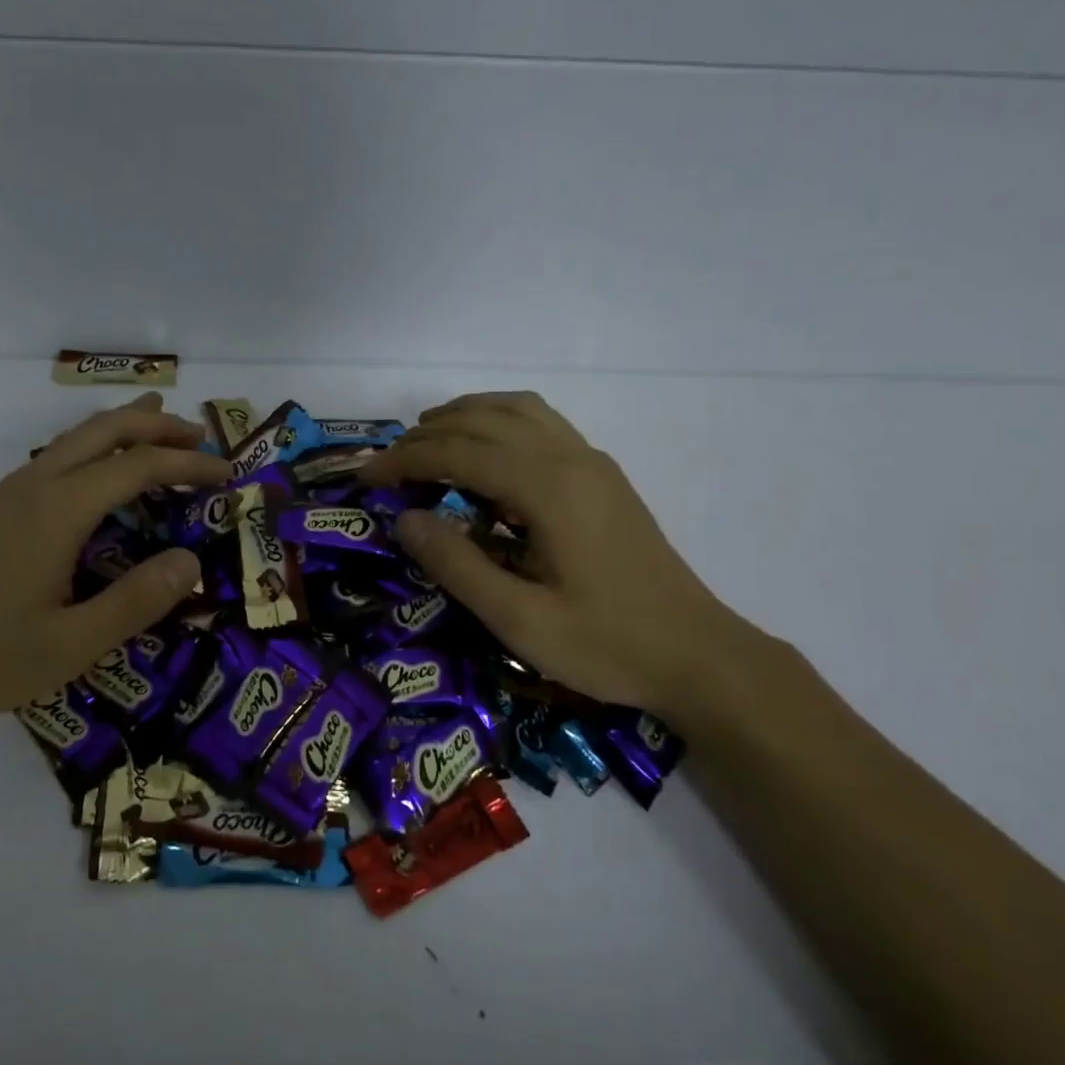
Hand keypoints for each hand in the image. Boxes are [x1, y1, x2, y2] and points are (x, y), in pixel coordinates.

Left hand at [0, 393, 229, 725]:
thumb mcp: (72, 644)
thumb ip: (136, 601)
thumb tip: (191, 561)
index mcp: (60, 509)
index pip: (137, 466)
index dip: (187, 463)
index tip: (227, 472)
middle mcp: (36, 486)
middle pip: (105, 431)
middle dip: (156, 425)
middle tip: (201, 435)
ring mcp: (10, 495)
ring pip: (76, 438)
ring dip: (123, 429)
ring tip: (158, 428)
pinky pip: (57, 457)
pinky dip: (95, 449)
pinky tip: (99, 475)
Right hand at [363, 391, 762, 715]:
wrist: (698, 655)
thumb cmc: (606, 644)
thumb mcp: (519, 621)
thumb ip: (457, 565)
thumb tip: (405, 518)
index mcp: (547, 489)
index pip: (458, 453)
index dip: (404, 461)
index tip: (366, 480)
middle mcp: (569, 459)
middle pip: (482, 421)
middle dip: (425, 436)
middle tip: (387, 466)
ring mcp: (591, 462)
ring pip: (515, 409)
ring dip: (463, 415)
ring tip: (425, 440)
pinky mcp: (602, 475)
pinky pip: (540, 422)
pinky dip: (498, 420)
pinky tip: (483, 450)